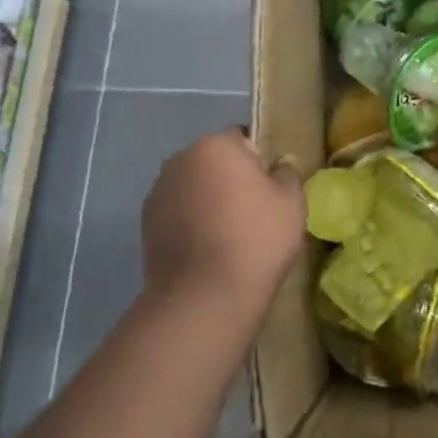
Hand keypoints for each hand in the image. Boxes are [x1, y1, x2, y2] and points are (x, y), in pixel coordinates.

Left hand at [141, 129, 304, 316]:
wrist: (204, 298)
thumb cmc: (256, 240)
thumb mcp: (291, 202)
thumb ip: (287, 173)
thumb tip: (278, 166)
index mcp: (215, 145)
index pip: (244, 139)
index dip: (260, 163)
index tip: (270, 191)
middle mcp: (180, 159)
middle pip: (215, 161)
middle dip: (230, 179)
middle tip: (252, 213)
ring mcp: (158, 191)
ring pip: (194, 186)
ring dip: (207, 200)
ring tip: (226, 236)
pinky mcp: (145, 224)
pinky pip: (178, 212)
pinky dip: (190, 222)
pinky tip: (205, 250)